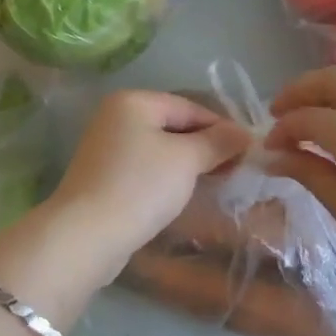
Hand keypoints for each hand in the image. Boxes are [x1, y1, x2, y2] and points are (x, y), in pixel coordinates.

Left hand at [45, 90, 252, 281]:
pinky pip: (145, 167)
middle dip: (205, 145)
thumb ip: (216, 142)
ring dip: (188, 163)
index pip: (188, 106)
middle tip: (237, 169)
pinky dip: (167, 176)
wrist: (86, 234)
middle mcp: (116, 116)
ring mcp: (107, 146)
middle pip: (173, 125)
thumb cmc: (140, 186)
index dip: (221, 127)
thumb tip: (244, 133)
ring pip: (160, 147)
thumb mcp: (186, 160)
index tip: (249, 151)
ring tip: (217, 182)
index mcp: (134, 101)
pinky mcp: (104, 175)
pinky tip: (184, 194)